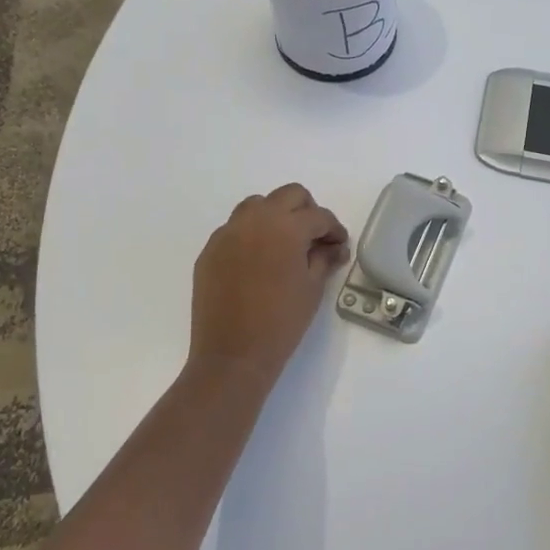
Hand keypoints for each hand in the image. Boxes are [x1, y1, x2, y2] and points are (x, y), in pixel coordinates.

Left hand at [189, 184, 349, 385]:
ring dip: (276, 216)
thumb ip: (324, 259)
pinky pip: (235, 229)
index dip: (334, 229)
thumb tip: (334, 247)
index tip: (339, 245)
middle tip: (314, 238)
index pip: (318, 216)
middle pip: (289, 195)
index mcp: (286, 227)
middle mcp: (255, 220)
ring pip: (257, 205)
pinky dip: (251, 234)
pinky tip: (258, 262)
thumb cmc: (281, 322)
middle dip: (307, 211)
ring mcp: (228, 233)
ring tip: (284, 245)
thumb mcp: (312, 288)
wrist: (232, 355)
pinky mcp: (210, 250)